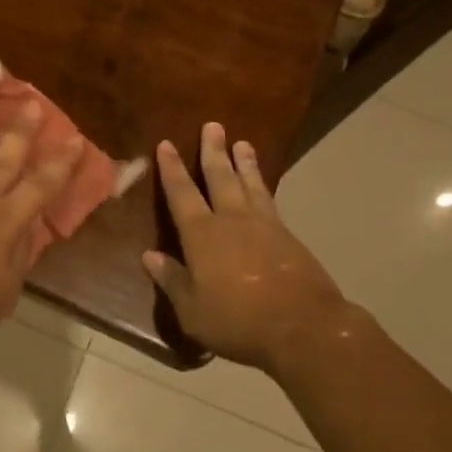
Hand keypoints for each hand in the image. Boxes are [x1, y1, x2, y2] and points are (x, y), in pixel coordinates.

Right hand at [142, 123, 355, 374]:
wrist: (302, 326)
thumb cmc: (238, 321)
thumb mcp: (192, 310)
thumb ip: (172, 280)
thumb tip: (149, 256)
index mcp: (202, 235)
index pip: (182, 194)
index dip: (172, 169)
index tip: (166, 144)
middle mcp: (232, 220)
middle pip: (220, 177)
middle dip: (213, 151)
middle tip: (214, 125)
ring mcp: (264, 225)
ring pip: (250, 184)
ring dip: (244, 162)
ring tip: (242, 142)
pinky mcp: (288, 236)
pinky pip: (270, 200)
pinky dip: (263, 186)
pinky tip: (263, 185)